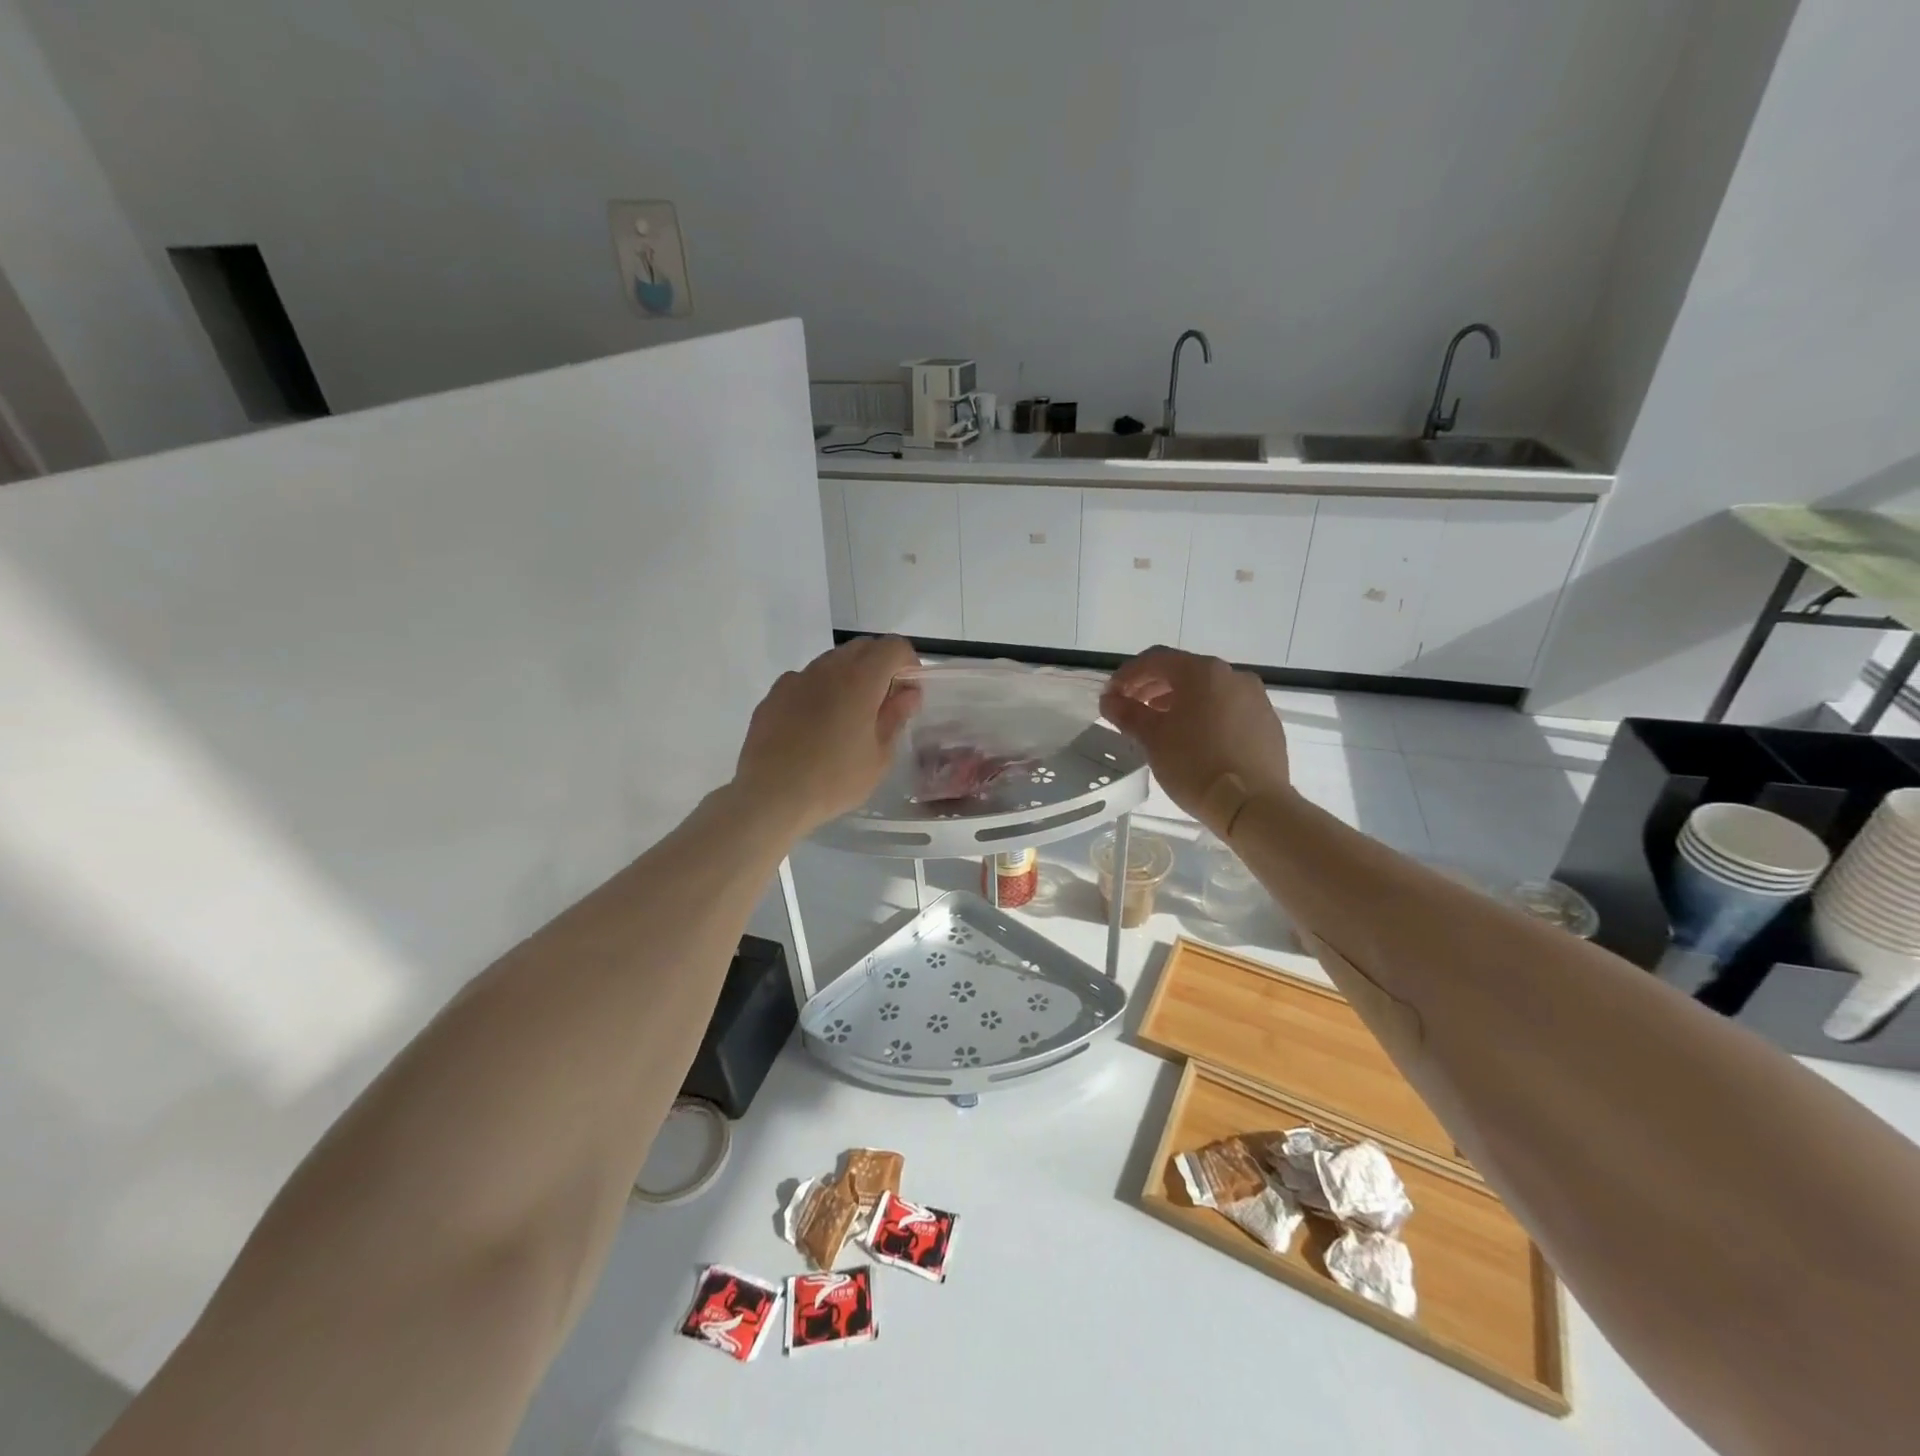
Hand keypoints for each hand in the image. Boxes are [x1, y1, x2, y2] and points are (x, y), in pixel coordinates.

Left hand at [733, 637, 921, 833]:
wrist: (770, 795)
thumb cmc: (834, 780)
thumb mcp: (879, 757)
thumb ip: (895, 717)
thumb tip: (907, 694)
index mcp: (860, 680)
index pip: (893, 647)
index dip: (908, 663)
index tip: (909, 690)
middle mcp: (828, 669)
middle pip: (862, 647)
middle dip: (880, 665)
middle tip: (883, 702)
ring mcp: (797, 678)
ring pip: (832, 661)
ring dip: (849, 676)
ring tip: (848, 716)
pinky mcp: (774, 694)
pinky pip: (805, 680)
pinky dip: (820, 691)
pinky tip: (815, 725)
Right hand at [1101, 647, 1290, 828]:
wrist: (1252, 805)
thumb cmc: (1195, 765)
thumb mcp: (1152, 739)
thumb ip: (1127, 713)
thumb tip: (1109, 699)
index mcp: (1202, 672)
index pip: (1155, 659)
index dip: (1127, 675)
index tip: (1110, 696)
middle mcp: (1232, 675)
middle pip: (1183, 671)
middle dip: (1152, 686)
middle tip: (1131, 708)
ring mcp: (1255, 698)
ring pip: (1207, 690)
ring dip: (1178, 700)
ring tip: (1159, 724)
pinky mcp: (1266, 722)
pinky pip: (1228, 708)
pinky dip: (1204, 714)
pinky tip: (1194, 739)